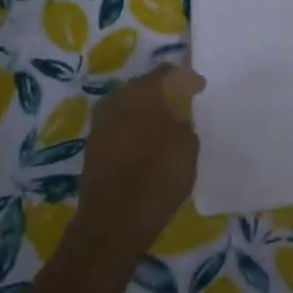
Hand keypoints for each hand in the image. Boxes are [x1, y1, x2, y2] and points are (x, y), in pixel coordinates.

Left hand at [76, 64, 204, 251]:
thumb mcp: (188, 146)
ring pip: (126, 107)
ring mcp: (100, 125)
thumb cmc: (159, 175)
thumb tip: (176, 121)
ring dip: (144, 111)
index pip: (166, 73)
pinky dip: (133, 130)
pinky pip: (118, 128)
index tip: (200, 87)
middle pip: (142, 87)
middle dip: (161, 91)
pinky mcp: (92, 148)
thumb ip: (184, 125)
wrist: (115, 219)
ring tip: (163, 122)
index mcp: (143, 93)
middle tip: (180, 99)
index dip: (185, 78)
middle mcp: (117, 101)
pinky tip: (145, 142)